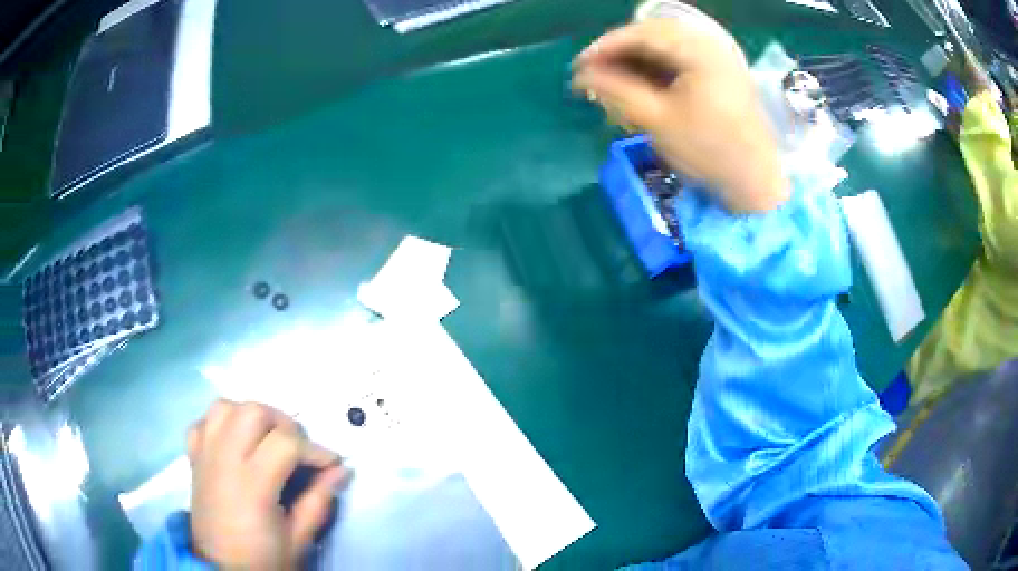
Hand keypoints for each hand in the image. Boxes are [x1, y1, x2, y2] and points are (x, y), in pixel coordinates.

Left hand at [187, 400, 347, 569]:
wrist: (222, 569)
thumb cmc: (263, 559)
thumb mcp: (299, 539)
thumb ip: (319, 501)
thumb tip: (341, 471)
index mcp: (252, 484)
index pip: (286, 444)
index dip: (315, 450)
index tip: (331, 464)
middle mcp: (224, 460)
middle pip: (253, 412)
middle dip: (283, 424)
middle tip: (298, 450)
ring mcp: (205, 456)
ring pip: (224, 408)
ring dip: (250, 416)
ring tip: (266, 438)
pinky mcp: (194, 459)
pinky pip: (203, 423)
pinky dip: (220, 424)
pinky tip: (234, 441)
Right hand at [573, 15, 788, 212]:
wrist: (756, 183)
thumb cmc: (709, 152)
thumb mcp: (658, 121)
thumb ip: (616, 90)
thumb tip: (581, 75)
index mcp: (700, 51)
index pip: (642, 34)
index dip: (605, 47)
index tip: (578, 67)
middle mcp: (711, 44)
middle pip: (653, 36)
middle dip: (620, 53)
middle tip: (594, 74)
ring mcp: (718, 58)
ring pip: (666, 47)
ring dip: (637, 60)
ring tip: (614, 82)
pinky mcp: (721, 73)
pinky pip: (680, 59)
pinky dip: (657, 69)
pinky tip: (642, 85)